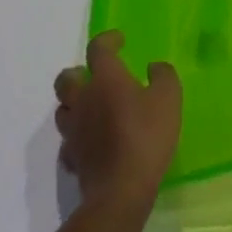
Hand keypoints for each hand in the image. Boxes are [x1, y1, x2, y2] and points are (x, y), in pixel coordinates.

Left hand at [54, 30, 181, 208]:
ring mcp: (74, 131)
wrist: (121, 191)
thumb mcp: (169, 98)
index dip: (107, 40)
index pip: (97, 48)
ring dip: (73, 105)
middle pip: (65, 79)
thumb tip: (153, 67)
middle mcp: (83, 99)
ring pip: (62, 110)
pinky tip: (89, 143)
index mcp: (106, 78)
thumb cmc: (146, 137)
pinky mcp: (72, 159)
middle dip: (76, 73)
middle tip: (93, 76)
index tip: (119, 41)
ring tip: (90, 109)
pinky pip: (67, 143)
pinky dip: (76, 138)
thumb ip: (163, 75)